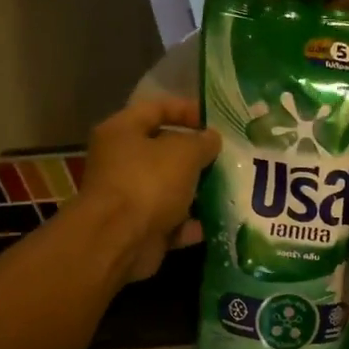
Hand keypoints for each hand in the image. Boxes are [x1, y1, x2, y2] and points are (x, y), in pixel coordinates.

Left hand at [72, 98, 220, 283]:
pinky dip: (193, 221)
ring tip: (229, 187)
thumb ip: (203, 142)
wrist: (119, 240)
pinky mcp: (140, 226)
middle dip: (197, 154)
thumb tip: (212, 138)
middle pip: (164, 150)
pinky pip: (172, 219)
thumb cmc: (148, 183)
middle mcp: (121, 160)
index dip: (187, 110)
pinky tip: (218, 220)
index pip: (156, 108)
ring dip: (198, 189)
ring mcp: (129, 196)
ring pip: (170, 187)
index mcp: (122, 131)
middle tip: (227, 156)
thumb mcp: (184, 153)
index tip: (216, 121)